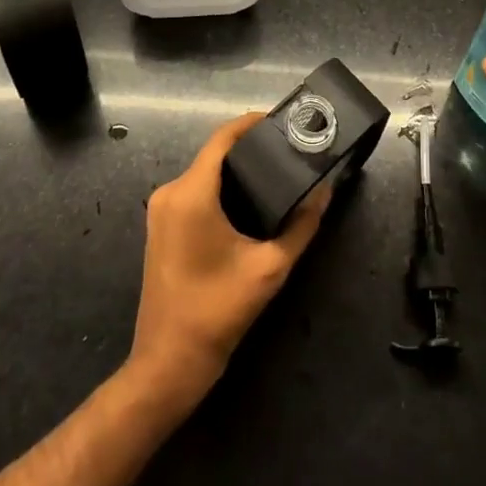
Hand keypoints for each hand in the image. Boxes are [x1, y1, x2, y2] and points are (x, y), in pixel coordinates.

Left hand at [128, 114, 328, 409]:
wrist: (169, 364)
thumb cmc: (217, 311)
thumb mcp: (270, 268)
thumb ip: (301, 226)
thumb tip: (324, 193)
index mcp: (191, 193)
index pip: (222, 138)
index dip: (252, 123)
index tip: (282, 121)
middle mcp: (170, 192)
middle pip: (213, 154)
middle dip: (249, 148)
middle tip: (288, 150)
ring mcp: (161, 210)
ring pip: (204, 173)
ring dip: (235, 170)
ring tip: (275, 172)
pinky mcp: (161, 227)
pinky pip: (194, 191)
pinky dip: (220, 188)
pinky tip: (248, 200)